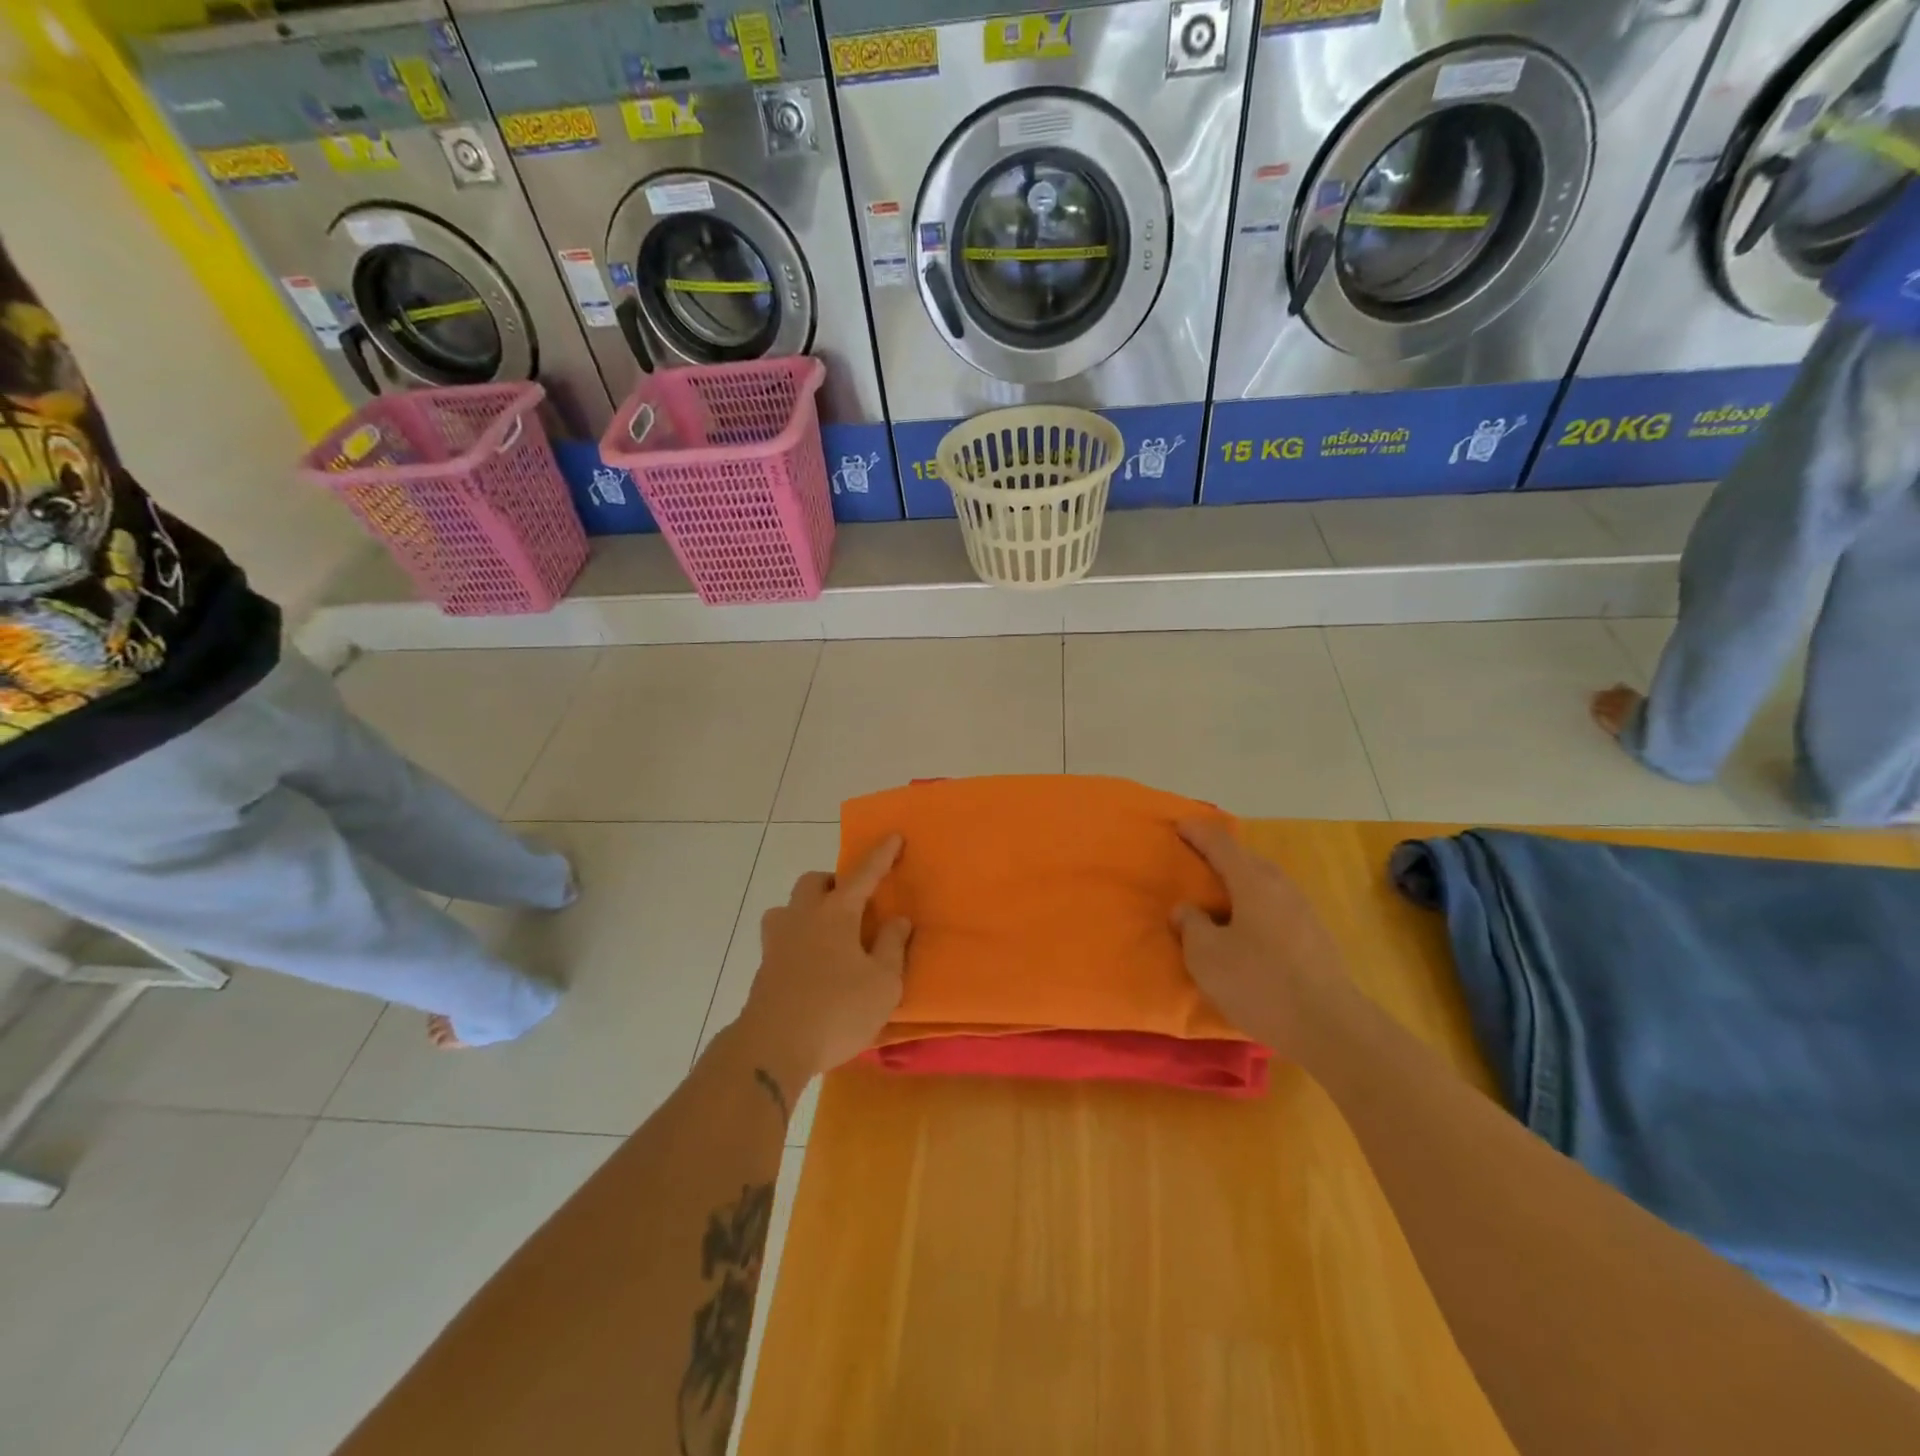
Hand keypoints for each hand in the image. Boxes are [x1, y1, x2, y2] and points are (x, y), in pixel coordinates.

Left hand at [737, 836, 913, 1087]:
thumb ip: (892, 947)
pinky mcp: (764, 969)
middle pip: (813, 883)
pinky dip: (798, 941)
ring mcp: (777, 942)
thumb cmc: (837, 1010)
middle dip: (833, 883)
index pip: (862, 875)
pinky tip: (812, 966)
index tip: (894, 836)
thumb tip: (897, 919)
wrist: (772, 1047)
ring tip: (827, 934)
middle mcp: (802, 918)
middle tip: (852, 903)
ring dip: (808, 910)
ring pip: (788, 908)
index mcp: (835, 914)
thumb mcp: (883, 983)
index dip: (881, 856)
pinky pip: (782, 939)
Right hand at [1172, 819, 1352, 1056]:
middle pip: (1247, 860)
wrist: (1329, 1027)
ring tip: (1218, 898)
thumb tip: (1187, 909)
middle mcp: (1281, 887)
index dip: (1198, 832)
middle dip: (1220, 856)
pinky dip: (1254, 906)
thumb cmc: (1259, 983)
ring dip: (1240, 883)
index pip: (1221, 844)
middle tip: (1195, 861)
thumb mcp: (1206, 956)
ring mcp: (1303, 911)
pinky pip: (1275, 907)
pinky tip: (1246, 930)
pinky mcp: (1315, 937)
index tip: (1180, 825)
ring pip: (1264, 884)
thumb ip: (1190, 925)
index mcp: (1252, 881)